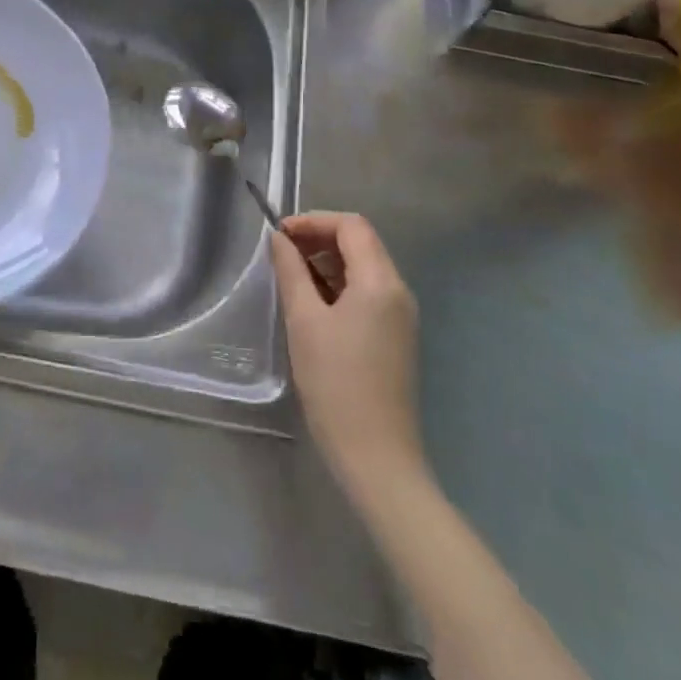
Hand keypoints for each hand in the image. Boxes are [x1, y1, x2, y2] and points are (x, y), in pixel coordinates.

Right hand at [271, 212, 425, 499]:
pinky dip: (339, 284)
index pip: (351, 226)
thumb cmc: (336, 383)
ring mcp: (401, 315)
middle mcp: (398, 291)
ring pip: (363, 267)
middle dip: (319, 238)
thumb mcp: (304, 321)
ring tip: (291, 276)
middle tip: (281, 253)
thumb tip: (280, 239)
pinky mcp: (396, 336)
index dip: (314, 221)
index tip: (279, 234)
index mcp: (380, 282)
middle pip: (360, 242)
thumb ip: (291, 271)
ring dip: (328, 261)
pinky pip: (367, 292)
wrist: (376, 458)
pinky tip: (313, 303)